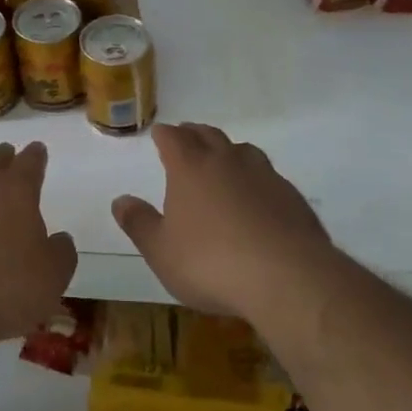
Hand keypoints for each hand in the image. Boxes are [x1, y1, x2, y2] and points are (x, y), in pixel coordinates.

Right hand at [112, 123, 335, 320]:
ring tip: (222, 158)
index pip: (173, 138)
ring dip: (227, 150)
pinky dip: (255, 177)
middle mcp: (226, 161)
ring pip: (242, 150)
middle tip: (186, 135)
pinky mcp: (291, 195)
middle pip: (208, 135)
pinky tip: (256, 195)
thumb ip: (139, 223)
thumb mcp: (162, 251)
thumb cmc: (211, 263)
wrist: (287, 277)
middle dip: (193, 133)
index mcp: (190, 167)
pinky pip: (267, 175)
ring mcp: (263, 174)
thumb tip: (120, 200)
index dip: (164, 135)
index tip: (159, 133)